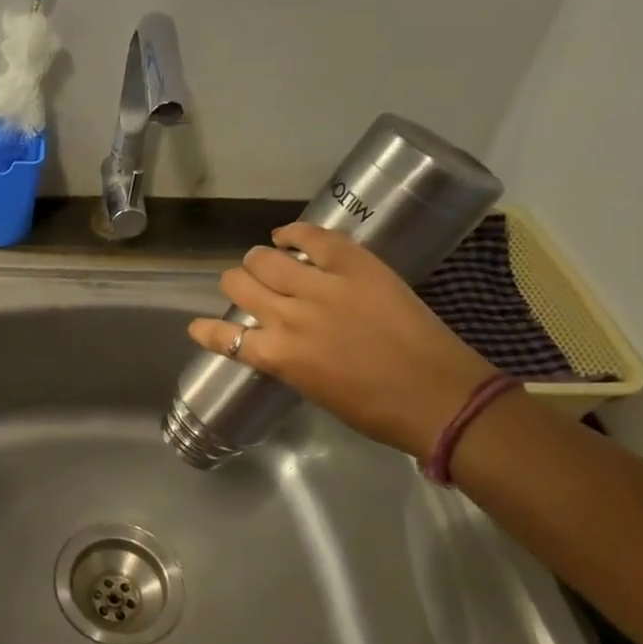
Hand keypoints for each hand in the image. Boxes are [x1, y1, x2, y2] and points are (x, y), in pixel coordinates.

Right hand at [187, 223, 498, 459]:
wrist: (441, 397)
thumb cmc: (376, 410)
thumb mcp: (313, 390)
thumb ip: (285, 360)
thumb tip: (274, 341)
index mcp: (277, 356)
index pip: (222, 335)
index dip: (206, 329)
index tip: (201, 327)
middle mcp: (289, 317)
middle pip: (238, 284)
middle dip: (236, 285)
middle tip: (249, 288)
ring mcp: (322, 288)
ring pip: (264, 258)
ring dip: (258, 261)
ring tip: (268, 263)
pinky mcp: (355, 266)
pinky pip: (313, 238)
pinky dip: (293, 233)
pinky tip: (286, 236)